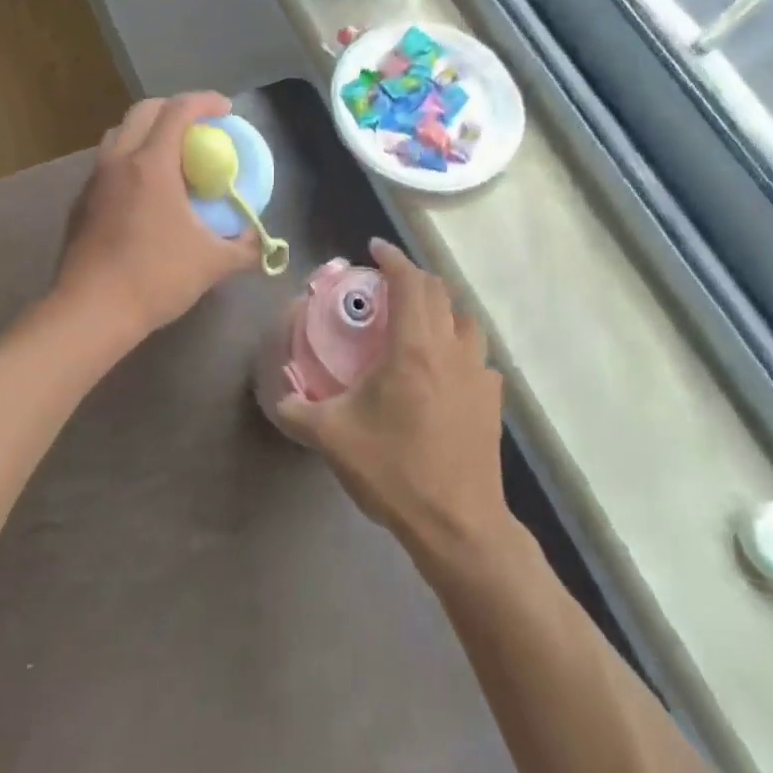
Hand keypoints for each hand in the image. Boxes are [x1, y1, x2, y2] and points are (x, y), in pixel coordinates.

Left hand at [55, 92, 259, 340]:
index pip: (178, 111)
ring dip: (146, 131)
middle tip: (198, 126)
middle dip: (173, 108)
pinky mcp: (80, 202)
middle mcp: (118, 160)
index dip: (205, 101)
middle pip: (143, 111)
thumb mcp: (212, 263)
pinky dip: (129, 159)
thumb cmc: (155, 277)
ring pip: (119, 134)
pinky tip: (143, 191)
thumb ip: (243, 248)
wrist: (91, 310)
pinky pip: (107, 163)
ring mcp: (94, 180)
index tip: (226, 109)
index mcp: (151, 164)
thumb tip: (260, 243)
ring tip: (170, 154)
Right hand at [275, 239, 507, 556]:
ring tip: (415, 322)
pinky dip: (457, 347)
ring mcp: (479, 376)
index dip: (392, 258)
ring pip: (465, 322)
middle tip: (385, 286)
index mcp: (415, 348)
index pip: (410, 283)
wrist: (458, 524)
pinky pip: (476, 357)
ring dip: (440, 310)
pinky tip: (441, 370)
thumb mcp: (332, 438)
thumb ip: (297, 411)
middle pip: (440, 293)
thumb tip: (280, 398)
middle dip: (413, 279)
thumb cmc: (394, 471)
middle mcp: (452, 350)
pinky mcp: (492, 402)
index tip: (374, 248)